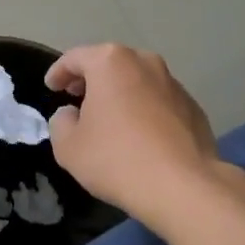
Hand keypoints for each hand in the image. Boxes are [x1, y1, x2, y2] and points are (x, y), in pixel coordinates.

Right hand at [46, 44, 225, 231]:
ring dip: (120, 94)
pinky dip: (144, 110)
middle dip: (91, 79)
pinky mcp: (193, 108)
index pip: (75, 57)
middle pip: (110, 64)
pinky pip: (159, 102)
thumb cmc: (116, 159)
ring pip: (137, 81)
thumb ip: (61, 122)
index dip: (58, 72)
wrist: (182, 187)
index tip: (51, 87)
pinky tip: (139, 136)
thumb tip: (71, 114)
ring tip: (109, 118)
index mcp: (110, 63)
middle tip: (76, 97)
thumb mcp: (68, 146)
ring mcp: (174, 84)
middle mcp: (145, 63)